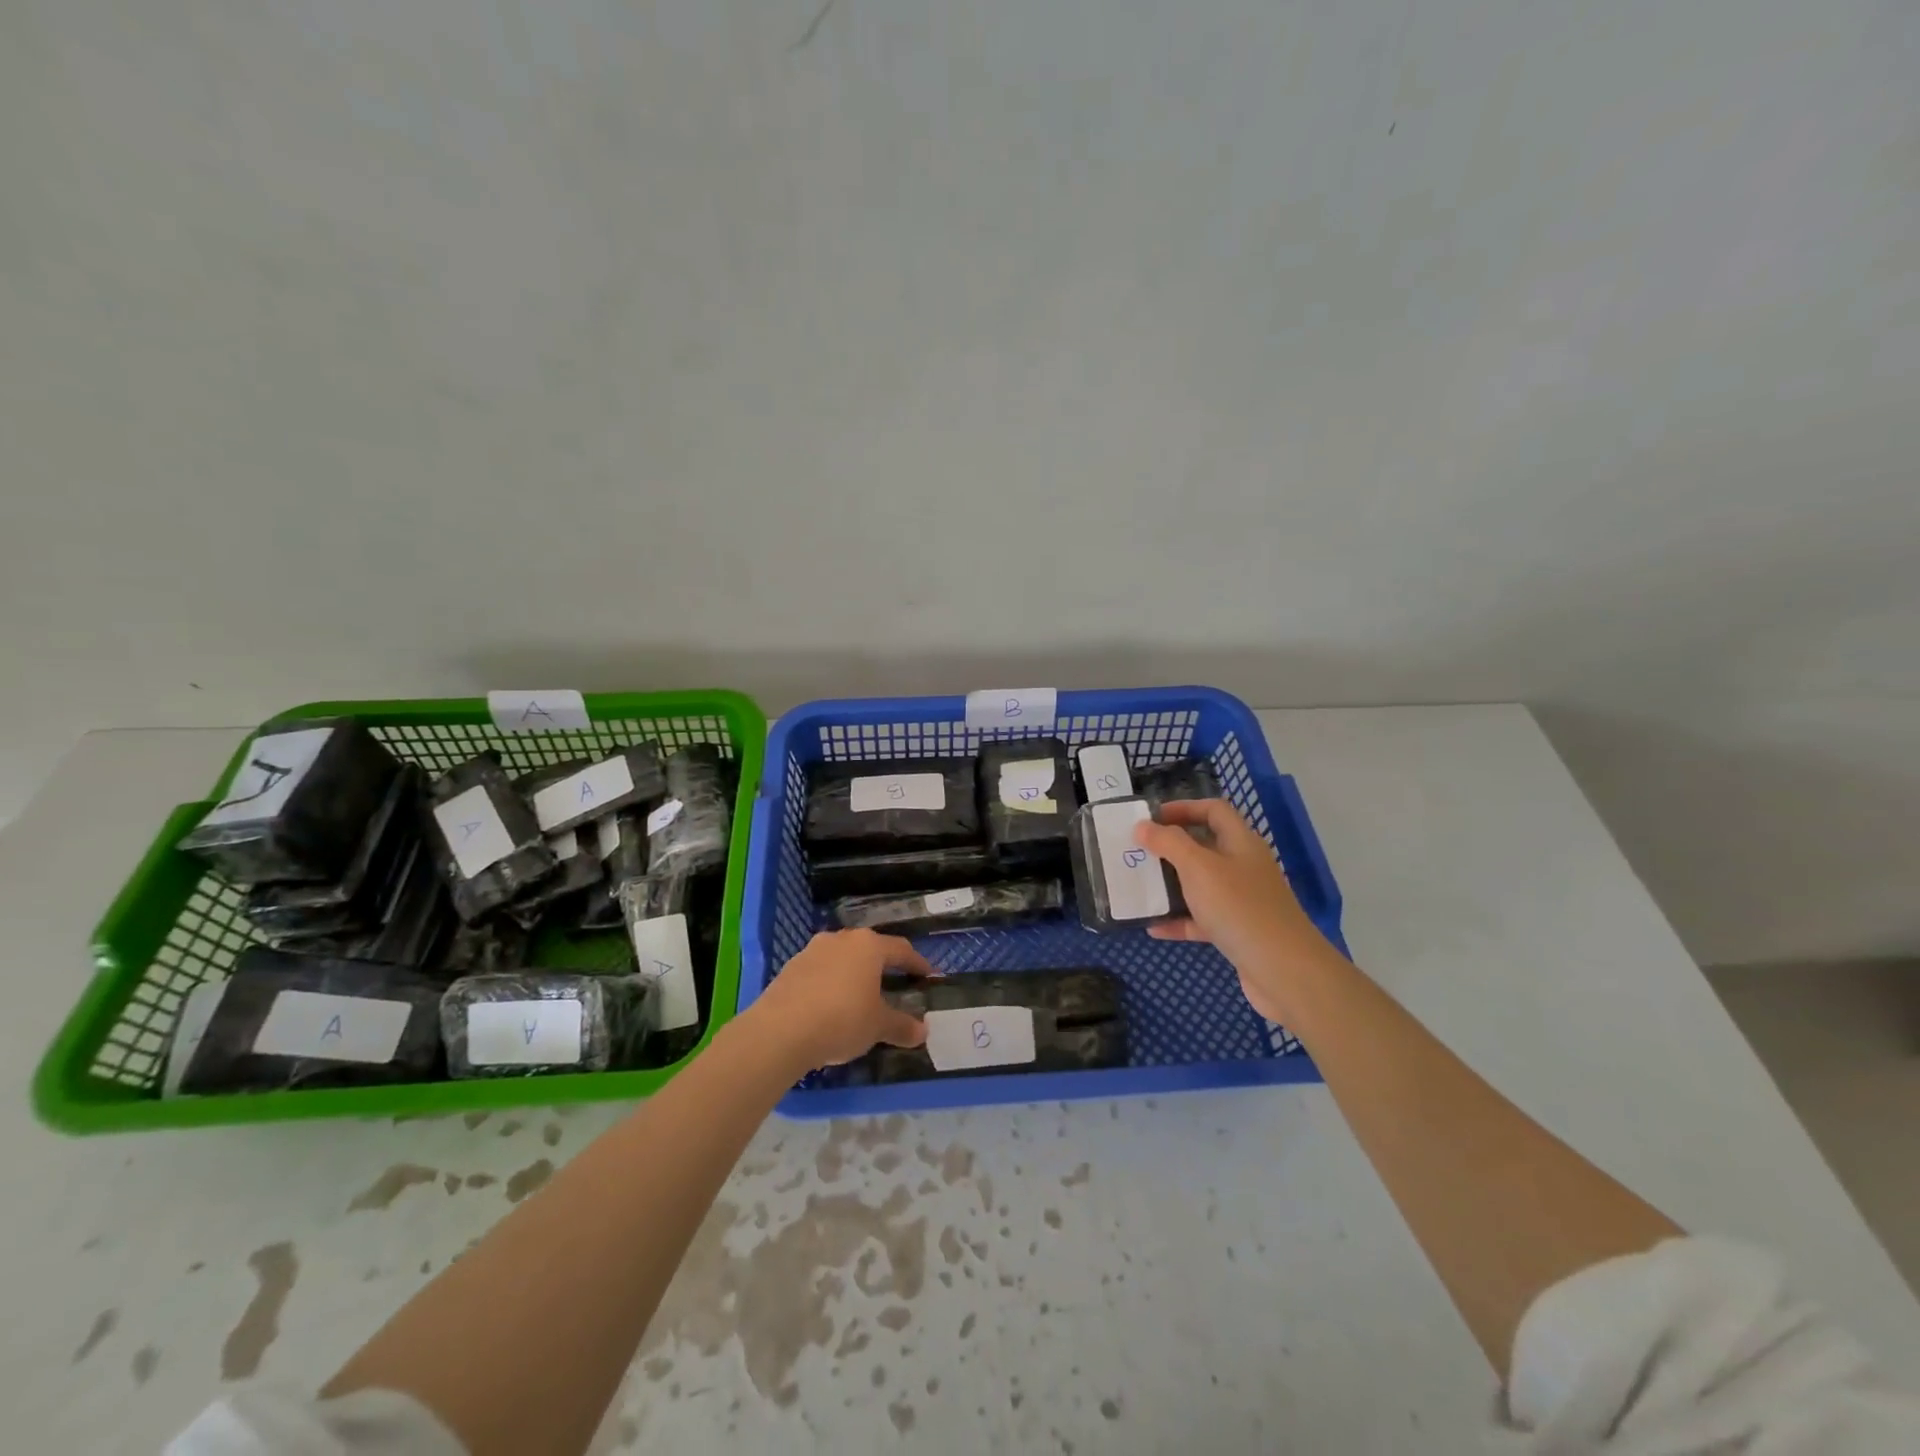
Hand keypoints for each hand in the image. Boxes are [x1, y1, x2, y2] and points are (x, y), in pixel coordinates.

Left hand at [748, 929, 933, 1070]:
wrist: (780, 1030)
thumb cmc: (841, 1019)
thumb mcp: (877, 1026)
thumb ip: (901, 1026)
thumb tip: (923, 1032)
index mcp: (869, 946)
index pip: (901, 950)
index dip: (917, 963)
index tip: (927, 975)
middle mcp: (842, 939)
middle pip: (869, 948)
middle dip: (883, 964)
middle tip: (894, 981)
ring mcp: (813, 950)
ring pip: (842, 957)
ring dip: (854, 972)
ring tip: (860, 993)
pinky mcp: (791, 967)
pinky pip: (820, 971)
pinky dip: (831, 982)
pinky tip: (830, 1004)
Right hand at [1135, 799, 1341, 1024]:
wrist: (1283, 970)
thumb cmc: (1239, 907)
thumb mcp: (1198, 867)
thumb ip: (1168, 843)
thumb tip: (1143, 826)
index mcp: (1240, 842)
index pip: (1213, 810)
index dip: (1183, 808)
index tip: (1150, 818)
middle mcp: (1243, 866)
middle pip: (1204, 846)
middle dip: (1171, 847)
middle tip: (1138, 851)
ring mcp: (1242, 900)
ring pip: (1201, 884)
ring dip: (1171, 884)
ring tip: (1140, 886)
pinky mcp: (1237, 931)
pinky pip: (1202, 919)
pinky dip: (1179, 920)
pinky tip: (1153, 927)